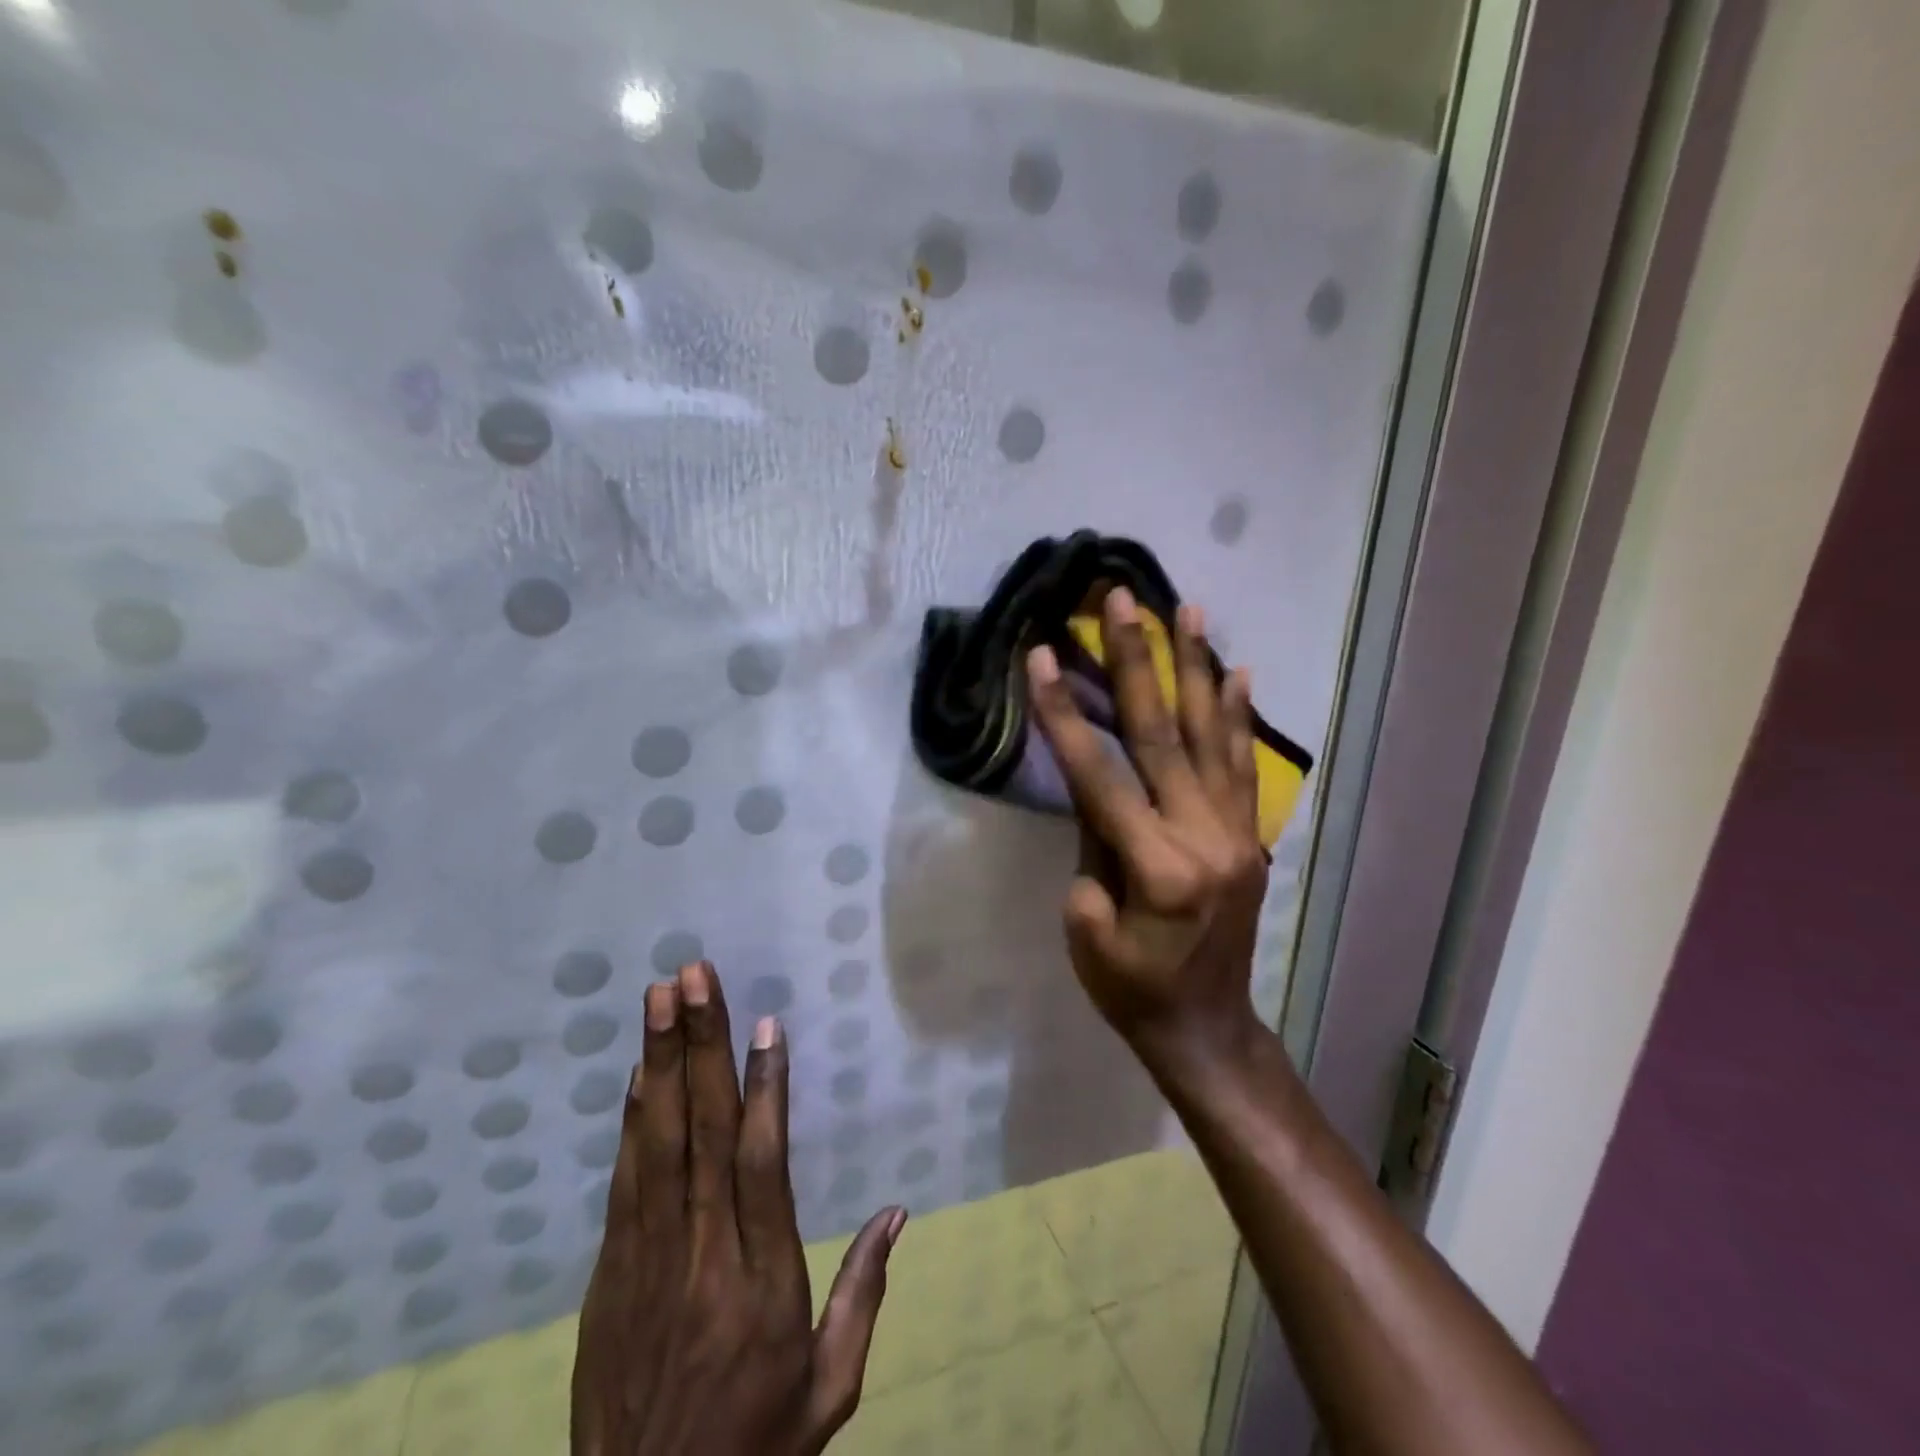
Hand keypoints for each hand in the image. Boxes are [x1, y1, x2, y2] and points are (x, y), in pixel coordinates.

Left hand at [572, 961, 906, 1455]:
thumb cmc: (755, 1448)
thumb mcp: (829, 1389)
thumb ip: (863, 1294)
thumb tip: (897, 1212)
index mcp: (763, 1281)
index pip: (763, 1165)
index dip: (765, 1089)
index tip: (765, 1024)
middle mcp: (704, 1256)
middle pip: (703, 1133)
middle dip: (699, 1045)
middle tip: (694, 976)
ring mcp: (647, 1261)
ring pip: (657, 1143)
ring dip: (659, 1062)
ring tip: (660, 998)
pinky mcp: (609, 1274)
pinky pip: (624, 1182)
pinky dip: (630, 1120)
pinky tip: (636, 1073)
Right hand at [1026, 589, 1266, 1065]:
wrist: (1205, 1028)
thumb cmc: (1132, 991)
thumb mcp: (1088, 933)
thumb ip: (1091, 855)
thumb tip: (1097, 797)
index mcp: (1155, 869)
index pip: (1099, 776)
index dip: (1064, 715)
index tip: (1042, 657)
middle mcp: (1203, 838)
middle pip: (1163, 735)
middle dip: (1137, 663)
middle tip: (1125, 601)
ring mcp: (1235, 833)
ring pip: (1212, 737)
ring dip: (1196, 667)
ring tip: (1188, 608)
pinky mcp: (1249, 836)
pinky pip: (1244, 767)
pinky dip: (1239, 716)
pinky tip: (1236, 671)